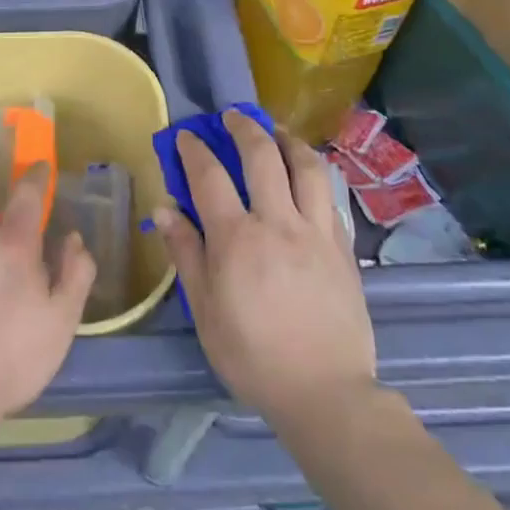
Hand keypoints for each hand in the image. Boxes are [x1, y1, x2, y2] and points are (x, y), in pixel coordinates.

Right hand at [153, 111, 376, 428]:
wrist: (326, 392)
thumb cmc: (253, 356)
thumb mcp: (206, 311)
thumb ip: (186, 254)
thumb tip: (165, 210)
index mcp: (237, 240)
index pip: (210, 177)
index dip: (195, 150)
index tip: (186, 135)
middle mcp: (278, 223)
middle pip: (262, 156)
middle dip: (244, 128)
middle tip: (232, 117)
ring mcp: (316, 232)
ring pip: (306, 167)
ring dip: (288, 140)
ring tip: (276, 132)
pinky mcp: (343, 247)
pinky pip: (329, 196)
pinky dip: (314, 175)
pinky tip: (306, 176)